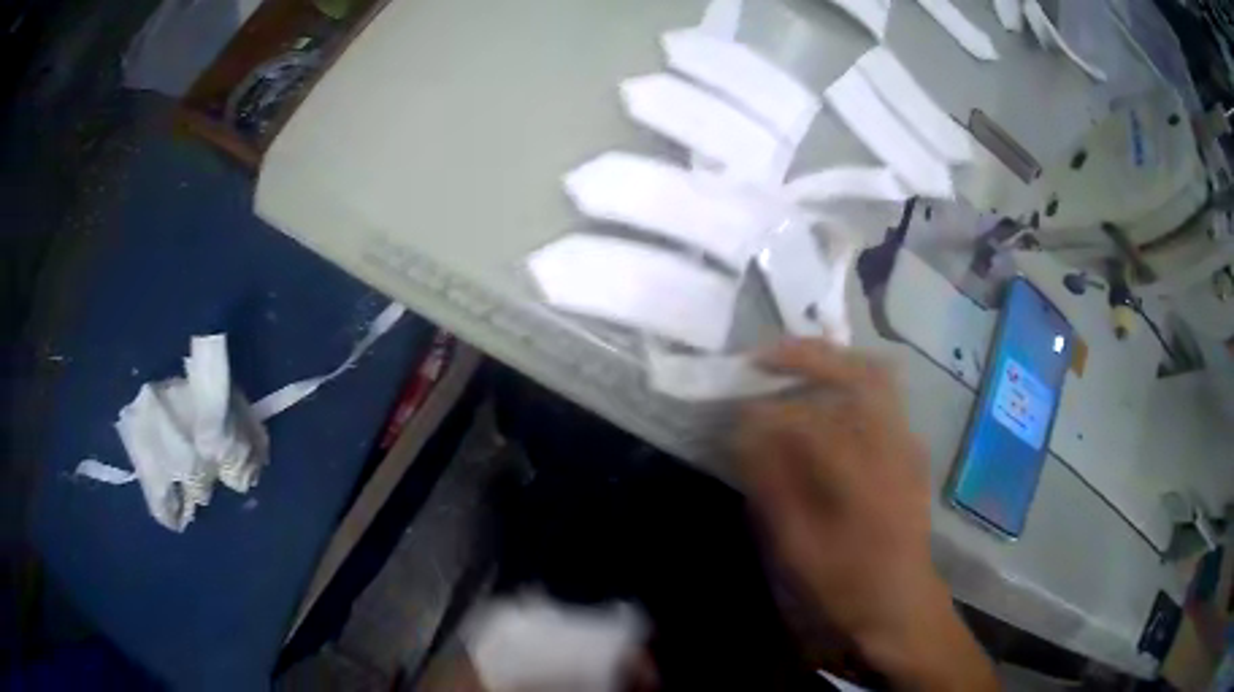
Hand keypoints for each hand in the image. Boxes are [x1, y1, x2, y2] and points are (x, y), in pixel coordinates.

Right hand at [736, 340, 995, 690]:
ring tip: (791, 365)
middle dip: (810, 355)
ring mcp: (908, 444)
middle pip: (860, 373)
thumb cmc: (847, 584)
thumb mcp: (798, 548)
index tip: (735, 413)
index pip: (810, 421)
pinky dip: (849, 383)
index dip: (767, 412)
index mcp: (863, 476)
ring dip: (832, 362)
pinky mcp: (910, 450)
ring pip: (876, 378)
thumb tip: (745, 435)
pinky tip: (824, 400)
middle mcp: (893, 447)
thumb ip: (773, 486)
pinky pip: (882, 398)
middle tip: (765, 355)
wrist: (901, 604)